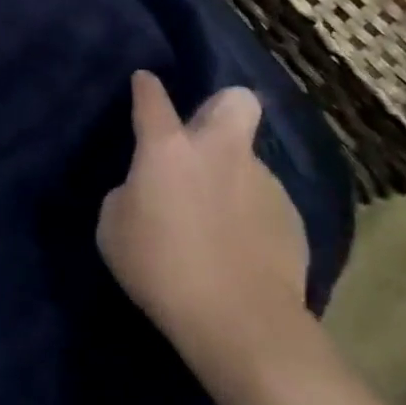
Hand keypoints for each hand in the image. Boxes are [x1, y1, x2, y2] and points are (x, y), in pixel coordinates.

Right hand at [97, 74, 308, 381]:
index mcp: (168, 148)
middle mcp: (219, 151)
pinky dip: (251, 217)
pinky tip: (243, 250)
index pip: (152, 98)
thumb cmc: (161, 268)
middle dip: (220, 106)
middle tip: (204, 136)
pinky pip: (264, 204)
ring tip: (219, 221)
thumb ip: (129, 194)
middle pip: (235, 99)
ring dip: (232, 177)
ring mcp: (262, 182)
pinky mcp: (292, 218)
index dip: (146, 86)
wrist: (240, 322)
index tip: (144, 82)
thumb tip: (146, 191)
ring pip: (247, 161)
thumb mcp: (114, 228)